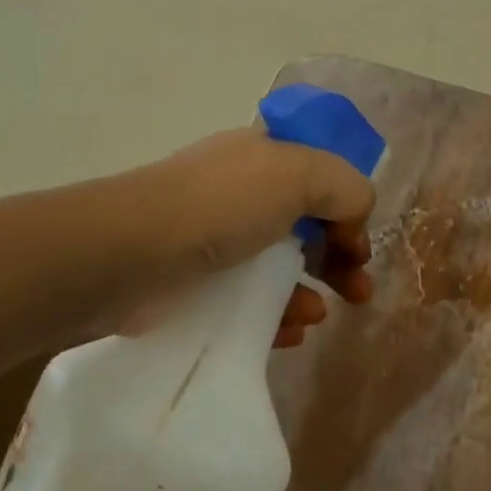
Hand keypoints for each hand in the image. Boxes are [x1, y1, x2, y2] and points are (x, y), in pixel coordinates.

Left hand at [127, 128, 375, 347]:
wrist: (129, 255)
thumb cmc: (220, 206)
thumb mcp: (299, 175)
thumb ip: (345, 187)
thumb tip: (356, 217)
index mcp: (265, 156)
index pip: (321, 175)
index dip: (348, 206)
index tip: (359, 244)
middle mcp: (243, 193)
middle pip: (307, 225)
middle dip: (340, 258)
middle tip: (360, 292)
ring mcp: (218, 240)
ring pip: (280, 268)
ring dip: (309, 293)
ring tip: (315, 316)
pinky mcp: (199, 285)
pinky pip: (251, 302)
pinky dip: (276, 317)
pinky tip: (289, 333)